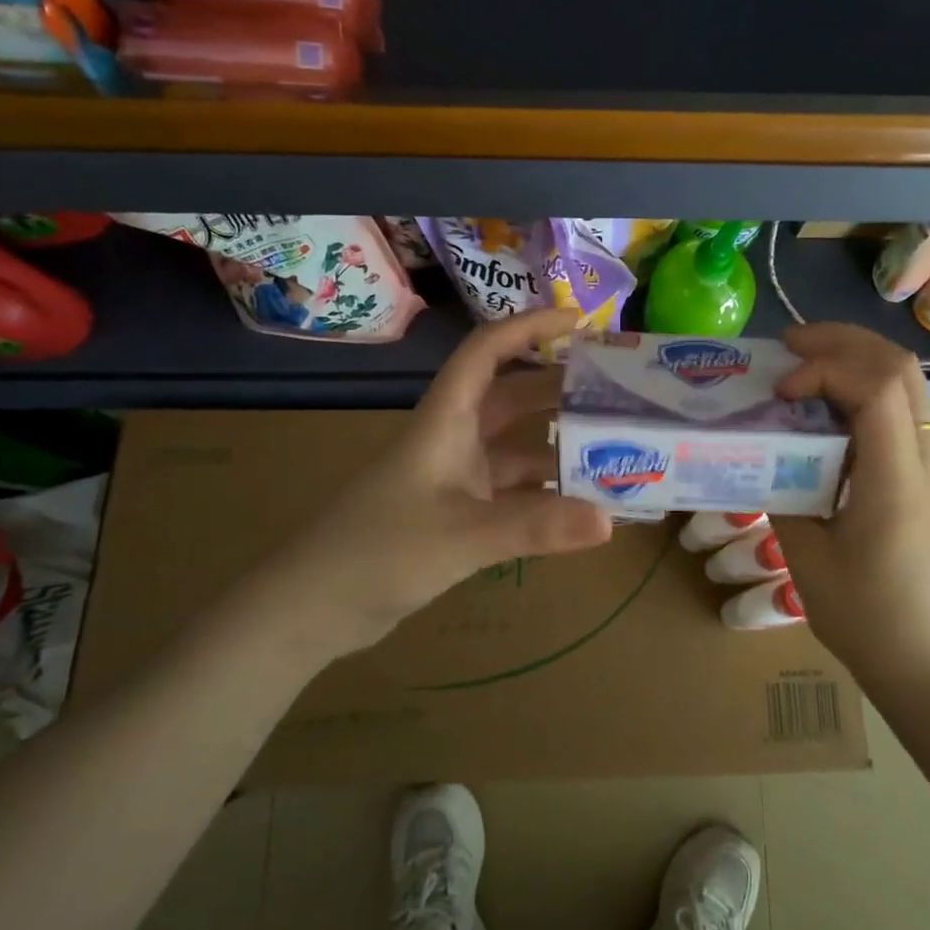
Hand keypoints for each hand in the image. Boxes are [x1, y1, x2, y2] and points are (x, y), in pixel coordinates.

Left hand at [268, 308, 613, 660]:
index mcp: (446, 419)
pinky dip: (544, 493)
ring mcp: (453, 476)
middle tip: (616, 391)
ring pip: (515, 445)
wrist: (312, 607)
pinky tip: (579, 505)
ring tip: (613, 446)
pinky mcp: (455, 512)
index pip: (488, 351)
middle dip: (559, 386)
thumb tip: (611, 521)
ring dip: (556, 443)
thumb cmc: (379, 552)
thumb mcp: (462, 535)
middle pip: (511, 395)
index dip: (531, 327)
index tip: (582, 322)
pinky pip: (511, 489)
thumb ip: (535, 527)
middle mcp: (452, 438)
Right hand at [771, 323, 929, 686]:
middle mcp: (926, 459)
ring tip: (802, 365)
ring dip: (854, 358)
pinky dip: (862, 387)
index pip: (877, 387)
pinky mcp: (928, 475)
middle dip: (842, 341)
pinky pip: (902, 408)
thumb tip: (762, 451)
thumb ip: (782, 493)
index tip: (781, 391)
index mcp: (897, 480)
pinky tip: (825, 410)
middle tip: (787, 346)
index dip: (824, 369)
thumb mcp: (806, 558)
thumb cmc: (868, 620)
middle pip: (900, 366)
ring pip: (906, 381)